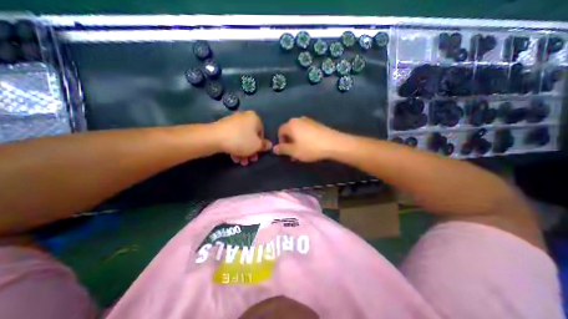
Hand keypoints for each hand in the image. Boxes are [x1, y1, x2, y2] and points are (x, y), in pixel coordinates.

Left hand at [212, 111, 271, 164]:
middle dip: (251, 151)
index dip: (260, 145)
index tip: (257, 154)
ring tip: (241, 162)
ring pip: (242, 139)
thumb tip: (269, 145)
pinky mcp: (223, 127)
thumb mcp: (257, 145)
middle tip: (250, 160)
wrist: (214, 138)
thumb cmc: (241, 140)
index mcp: (254, 118)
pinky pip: (233, 138)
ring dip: (243, 152)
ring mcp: (233, 122)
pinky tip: (234, 158)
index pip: (262, 133)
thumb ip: (264, 146)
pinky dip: (235, 147)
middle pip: (251, 137)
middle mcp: (244, 117)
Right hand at [273, 116, 343, 160]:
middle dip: (289, 142)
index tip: (285, 150)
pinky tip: (310, 146)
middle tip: (293, 153)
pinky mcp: (317, 124)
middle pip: (289, 131)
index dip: (280, 141)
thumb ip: (282, 149)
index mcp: (291, 125)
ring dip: (297, 141)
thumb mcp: (294, 151)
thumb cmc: (310, 148)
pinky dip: (305, 138)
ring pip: (298, 131)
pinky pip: (306, 131)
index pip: (280, 131)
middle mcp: (298, 120)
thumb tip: (274, 148)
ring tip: (302, 151)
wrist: (333, 143)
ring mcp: (309, 121)